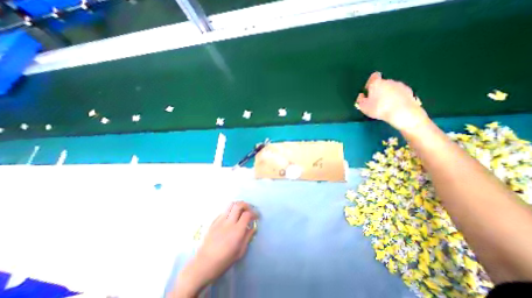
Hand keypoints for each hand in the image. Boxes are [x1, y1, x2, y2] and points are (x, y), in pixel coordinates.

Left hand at [173, 201, 257, 296]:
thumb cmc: (223, 261)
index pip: (247, 214)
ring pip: (231, 204)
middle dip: (247, 205)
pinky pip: (224, 210)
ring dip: (238, 205)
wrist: (203, 265)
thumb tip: (253, 228)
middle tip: (249, 210)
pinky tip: (231, 217)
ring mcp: (220, 220)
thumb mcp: (239, 252)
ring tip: (241, 210)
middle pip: (239, 205)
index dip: (254, 213)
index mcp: (236, 231)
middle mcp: (229, 222)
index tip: (257, 217)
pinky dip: (230, 210)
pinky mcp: (213, 221)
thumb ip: (247, 237)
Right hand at [354, 72, 428, 130]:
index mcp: (376, 83)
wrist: (402, 112)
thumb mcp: (363, 107)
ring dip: (387, 94)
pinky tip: (393, 107)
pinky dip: (396, 98)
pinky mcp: (409, 91)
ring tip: (385, 105)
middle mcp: (389, 81)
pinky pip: (399, 93)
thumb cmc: (378, 108)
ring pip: (391, 88)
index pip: (373, 77)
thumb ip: (360, 100)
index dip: (370, 83)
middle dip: (378, 90)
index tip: (368, 90)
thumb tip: (361, 95)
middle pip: (382, 83)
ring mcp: (400, 85)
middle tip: (375, 101)